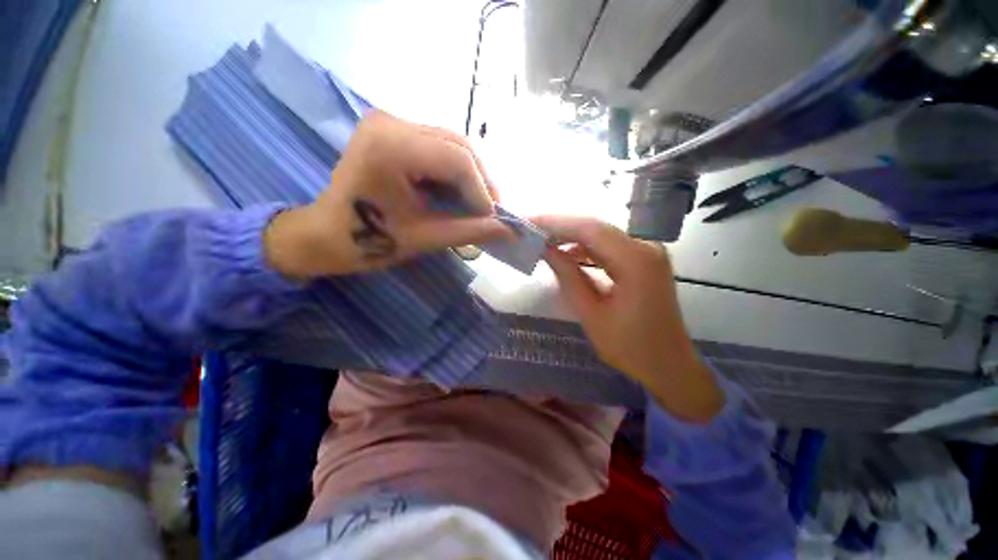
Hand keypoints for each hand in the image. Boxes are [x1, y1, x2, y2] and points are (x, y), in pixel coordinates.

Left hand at [265, 111, 514, 278]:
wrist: (326, 235)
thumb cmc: (368, 242)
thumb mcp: (424, 238)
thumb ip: (470, 231)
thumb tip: (509, 230)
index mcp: (391, 147)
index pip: (457, 160)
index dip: (482, 191)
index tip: (494, 219)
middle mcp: (391, 122)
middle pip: (458, 145)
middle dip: (480, 182)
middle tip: (491, 212)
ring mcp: (390, 122)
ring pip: (452, 144)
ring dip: (471, 176)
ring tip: (479, 205)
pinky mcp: (393, 131)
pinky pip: (439, 146)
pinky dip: (455, 171)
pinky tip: (460, 193)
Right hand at [533, 216, 723, 421]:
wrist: (669, 365)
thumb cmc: (630, 347)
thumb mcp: (591, 313)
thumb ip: (568, 276)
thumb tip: (546, 250)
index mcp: (636, 261)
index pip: (590, 229)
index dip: (556, 223)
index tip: (529, 222)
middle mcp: (645, 247)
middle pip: (596, 228)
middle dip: (561, 227)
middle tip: (531, 230)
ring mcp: (647, 252)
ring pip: (601, 235)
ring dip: (571, 237)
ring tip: (543, 241)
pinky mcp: (643, 260)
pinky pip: (609, 247)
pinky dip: (585, 249)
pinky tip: (566, 254)